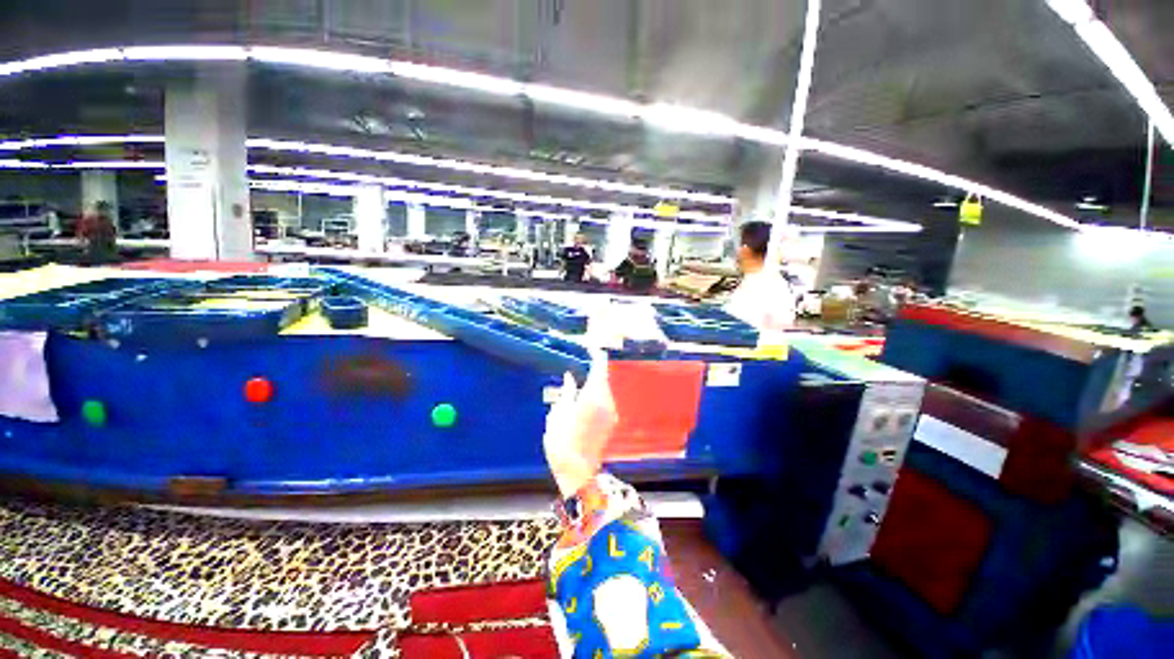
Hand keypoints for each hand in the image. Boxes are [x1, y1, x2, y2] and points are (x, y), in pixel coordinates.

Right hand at [543, 349, 618, 496]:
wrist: (578, 472)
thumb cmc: (563, 441)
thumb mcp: (558, 412)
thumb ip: (567, 391)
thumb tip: (570, 377)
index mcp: (594, 394)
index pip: (600, 366)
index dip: (596, 355)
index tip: (590, 348)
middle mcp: (607, 401)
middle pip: (603, 378)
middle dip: (593, 371)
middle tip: (579, 368)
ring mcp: (611, 412)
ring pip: (604, 390)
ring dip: (594, 385)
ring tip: (578, 387)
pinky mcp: (611, 423)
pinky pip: (605, 402)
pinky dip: (596, 397)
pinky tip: (583, 404)